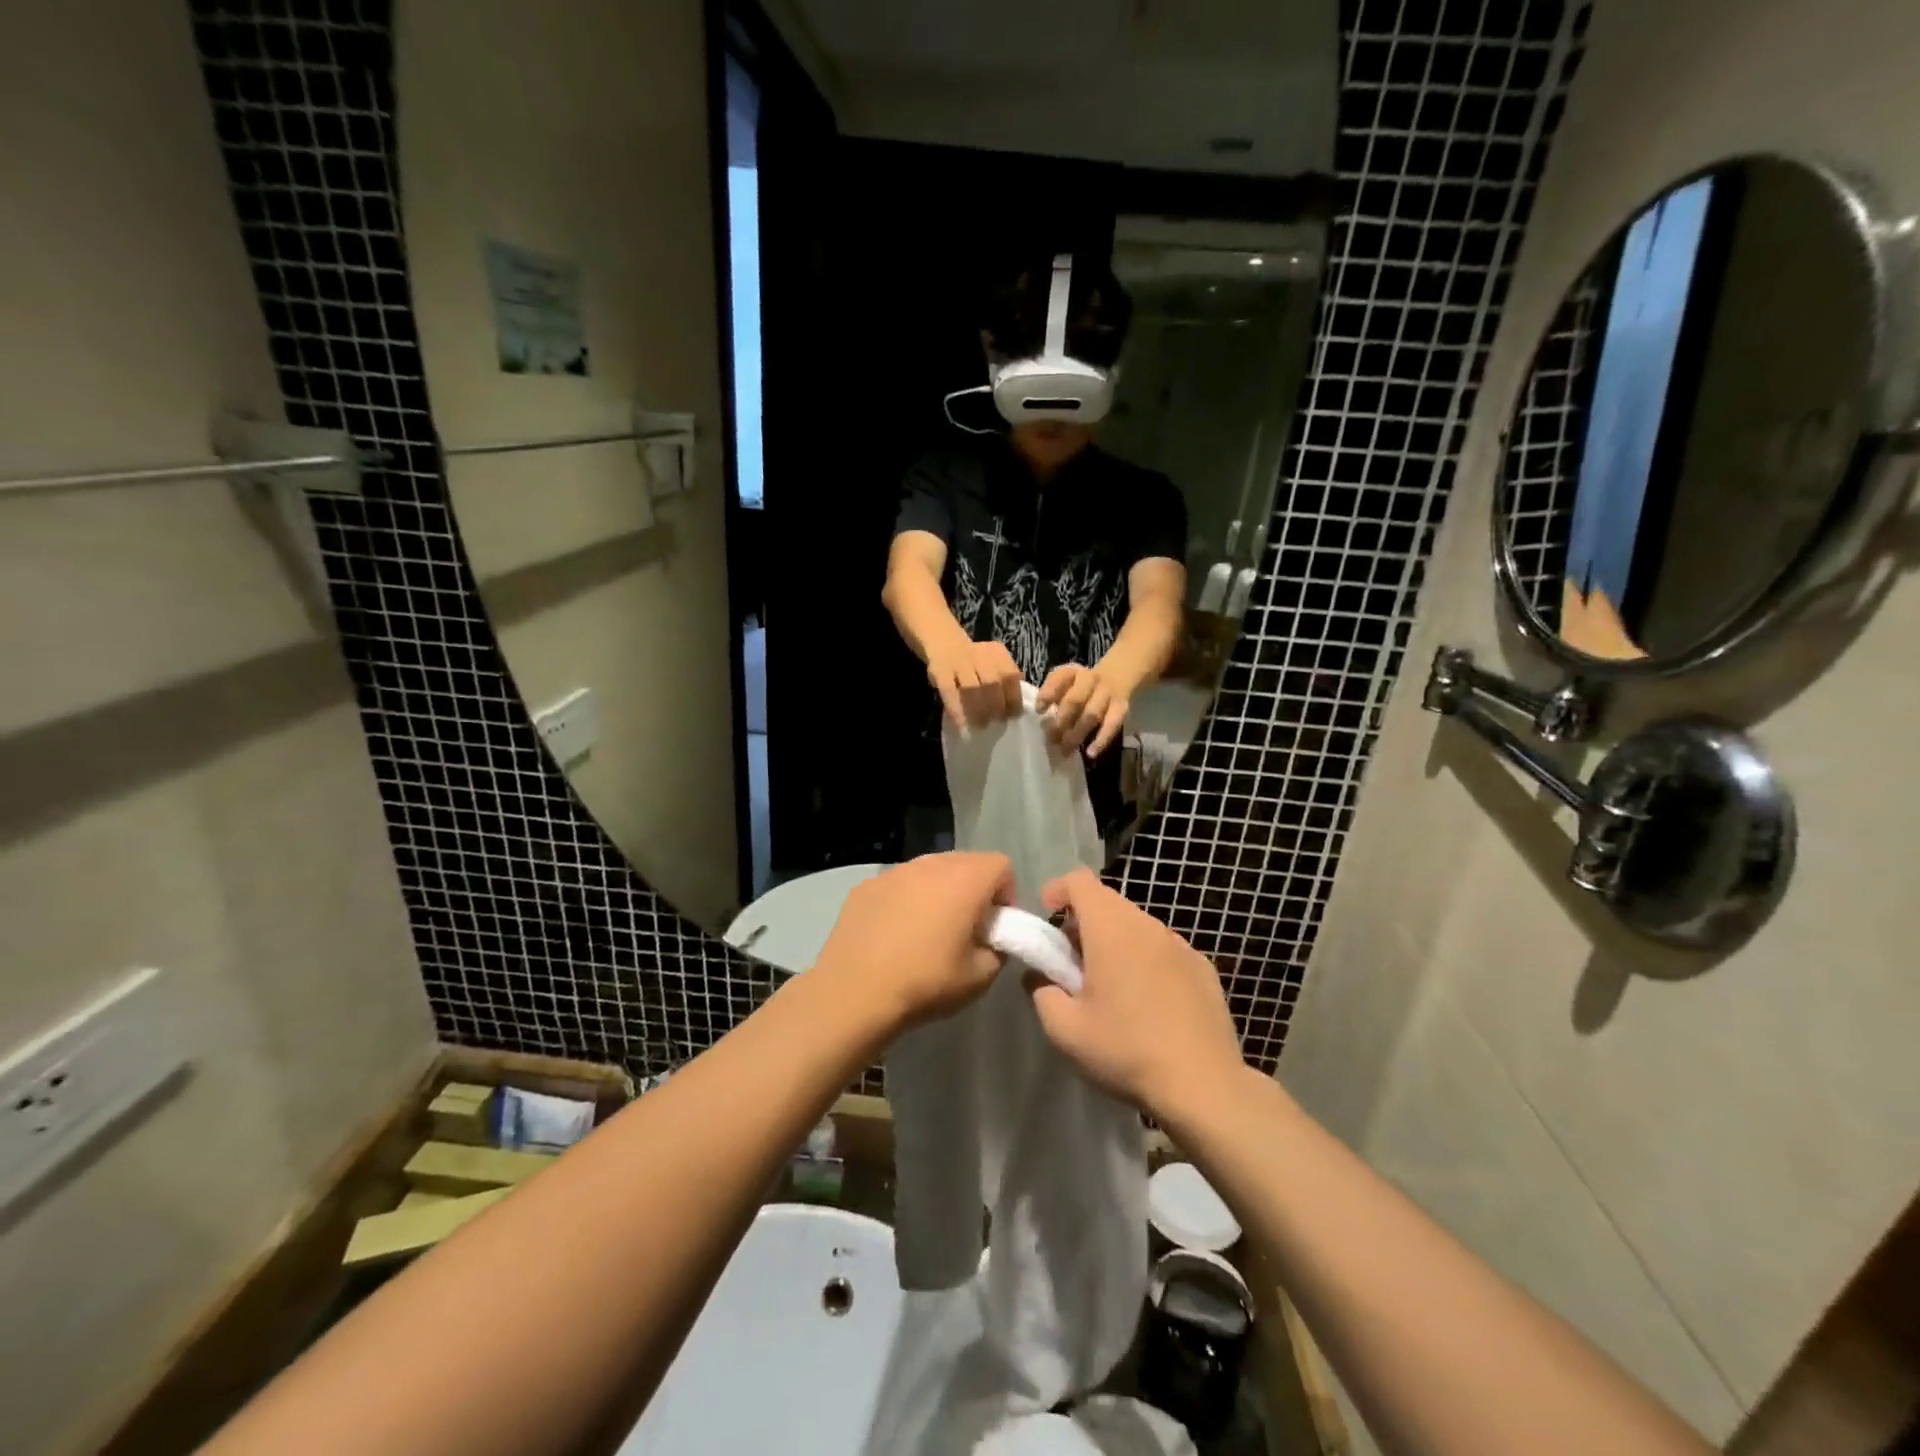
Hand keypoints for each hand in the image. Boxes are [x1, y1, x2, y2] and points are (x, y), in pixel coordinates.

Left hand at [815, 852, 1014, 1032]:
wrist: (853, 993)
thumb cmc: (925, 982)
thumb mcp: (980, 977)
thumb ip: (998, 950)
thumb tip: (991, 940)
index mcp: (964, 880)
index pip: (1001, 865)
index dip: (1006, 893)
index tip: (994, 925)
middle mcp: (930, 864)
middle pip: (965, 862)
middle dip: (973, 888)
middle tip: (965, 927)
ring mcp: (894, 872)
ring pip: (929, 870)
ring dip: (938, 891)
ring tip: (927, 930)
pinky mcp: (865, 886)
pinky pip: (898, 884)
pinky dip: (905, 900)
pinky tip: (893, 934)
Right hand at [926, 639, 1024, 728]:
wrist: (944, 642)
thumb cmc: (974, 661)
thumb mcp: (993, 662)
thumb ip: (1004, 680)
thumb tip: (1011, 711)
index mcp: (997, 653)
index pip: (1010, 675)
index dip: (1013, 698)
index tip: (1013, 716)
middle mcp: (979, 655)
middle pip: (992, 681)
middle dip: (996, 705)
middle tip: (996, 722)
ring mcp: (958, 662)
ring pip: (971, 687)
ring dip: (978, 709)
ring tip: (981, 725)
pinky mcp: (939, 671)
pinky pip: (949, 692)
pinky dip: (956, 710)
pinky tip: (961, 724)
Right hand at [1028, 868, 1244, 1118]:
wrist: (1204, 1086)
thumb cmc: (1126, 1051)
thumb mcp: (1065, 1030)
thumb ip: (1042, 993)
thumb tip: (1040, 977)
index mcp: (1111, 929)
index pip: (1080, 881)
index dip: (1058, 890)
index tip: (1047, 917)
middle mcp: (1148, 926)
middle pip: (1108, 903)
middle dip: (1083, 923)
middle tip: (1072, 964)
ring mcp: (1181, 946)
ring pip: (1137, 927)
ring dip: (1116, 943)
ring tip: (1110, 988)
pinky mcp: (1204, 969)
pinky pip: (1164, 951)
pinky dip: (1146, 962)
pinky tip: (1149, 1005)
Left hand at [1036, 663, 1129, 757]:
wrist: (1116, 676)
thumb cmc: (1081, 686)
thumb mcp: (1065, 682)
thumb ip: (1052, 694)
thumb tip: (1041, 711)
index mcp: (1072, 673)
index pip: (1059, 679)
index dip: (1048, 694)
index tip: (1039, 711)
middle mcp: (1090, 679)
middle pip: (1075, 700)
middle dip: (1062, 721)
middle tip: (1051, 739)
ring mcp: (1107, 693)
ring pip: (1092, 714)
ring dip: (1077, 733)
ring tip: (1066, 749)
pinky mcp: (1121, 707)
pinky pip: (1112, 724)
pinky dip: (1101, 740)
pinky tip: (1090, 753)